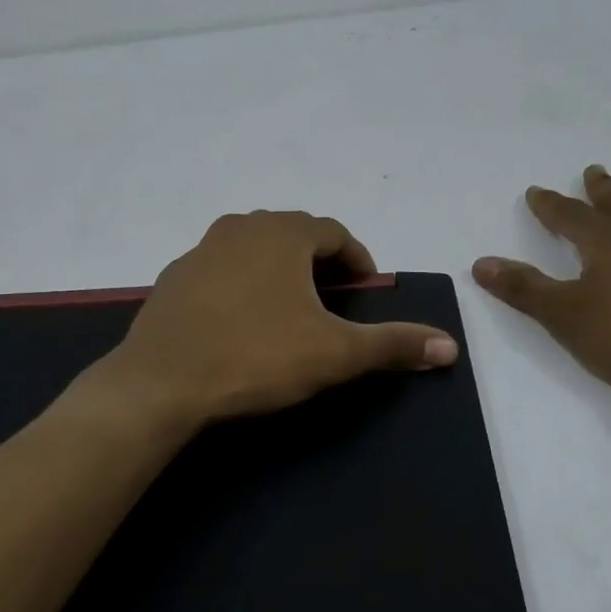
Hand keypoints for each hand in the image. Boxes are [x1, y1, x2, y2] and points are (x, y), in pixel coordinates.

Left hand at [89, 211, 457, 430]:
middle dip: (320, 263)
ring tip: (290, 310)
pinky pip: (220, 271)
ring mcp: (199, 251)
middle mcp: (240, 228)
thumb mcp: (334, 354)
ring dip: (279, 271)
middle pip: (293, 235)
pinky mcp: (172, 279)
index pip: (334, 232)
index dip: (358, 260)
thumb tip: (450, 347)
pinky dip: (241, 285)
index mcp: (282, 233)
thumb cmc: (256, 357)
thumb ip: (392, 345)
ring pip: (253, 250)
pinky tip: (241, 322)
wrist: (160, 383)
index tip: (367, 291)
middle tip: (334, 300)